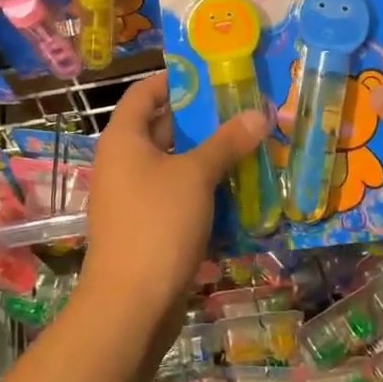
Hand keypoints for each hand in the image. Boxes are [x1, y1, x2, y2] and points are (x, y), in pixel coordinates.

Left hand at [83, 74, 268, 321]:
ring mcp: (134, 197)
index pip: (146, 92)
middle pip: (164, 128)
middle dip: (205, 122)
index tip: (214, 75)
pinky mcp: (148, 227)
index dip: (177, 80)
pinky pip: (178, 197)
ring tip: (253, 148)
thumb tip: (259, 113)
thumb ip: (227, 142)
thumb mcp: (196, 176)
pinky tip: (241, 193)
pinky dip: (205, 192)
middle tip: (247, 112)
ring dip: (211, 159)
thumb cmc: (157, 224)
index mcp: (123, 138)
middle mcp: (123, 162)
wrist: (130, 306)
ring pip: (176, 166)